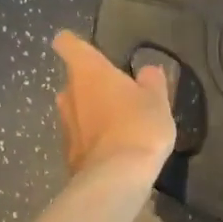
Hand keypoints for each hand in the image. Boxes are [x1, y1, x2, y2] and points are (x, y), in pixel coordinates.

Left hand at [52, 31, 175, 177]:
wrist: (116, 178)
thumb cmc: (138, 126)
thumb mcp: (157, 100)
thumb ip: (152, 81)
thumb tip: (147, 71)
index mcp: (88, 71)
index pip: (68, 44)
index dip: (74, 43)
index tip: (86, 49)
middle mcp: (68, 94)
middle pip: (74, 81)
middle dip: (91, 85)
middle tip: (118, 93)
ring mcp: (65, 126)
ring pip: (76, 110)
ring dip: (91, 113)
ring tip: (118, 124)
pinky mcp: (68, 154)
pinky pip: (80, 137)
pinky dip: (92, 139)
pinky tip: (114, 149)